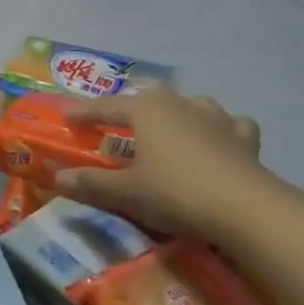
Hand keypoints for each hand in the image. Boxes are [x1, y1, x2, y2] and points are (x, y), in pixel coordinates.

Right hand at [51, 88, 289, 243]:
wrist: (245, 207)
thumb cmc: (176, 192)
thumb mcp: (128, 192)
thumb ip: (92, 184)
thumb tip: (58, 178)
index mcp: (145, 110)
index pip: (106, 107)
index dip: (84, 113)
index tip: (68, 118)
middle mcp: (178, 103)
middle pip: (148, 97)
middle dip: (131, 107)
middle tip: (119, 122)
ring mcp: (214, 117)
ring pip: (190, 104)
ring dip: (177, 112)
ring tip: (170, 128)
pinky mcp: (243, 137)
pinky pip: (230, 124)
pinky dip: (222, 129)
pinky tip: (220, 140)